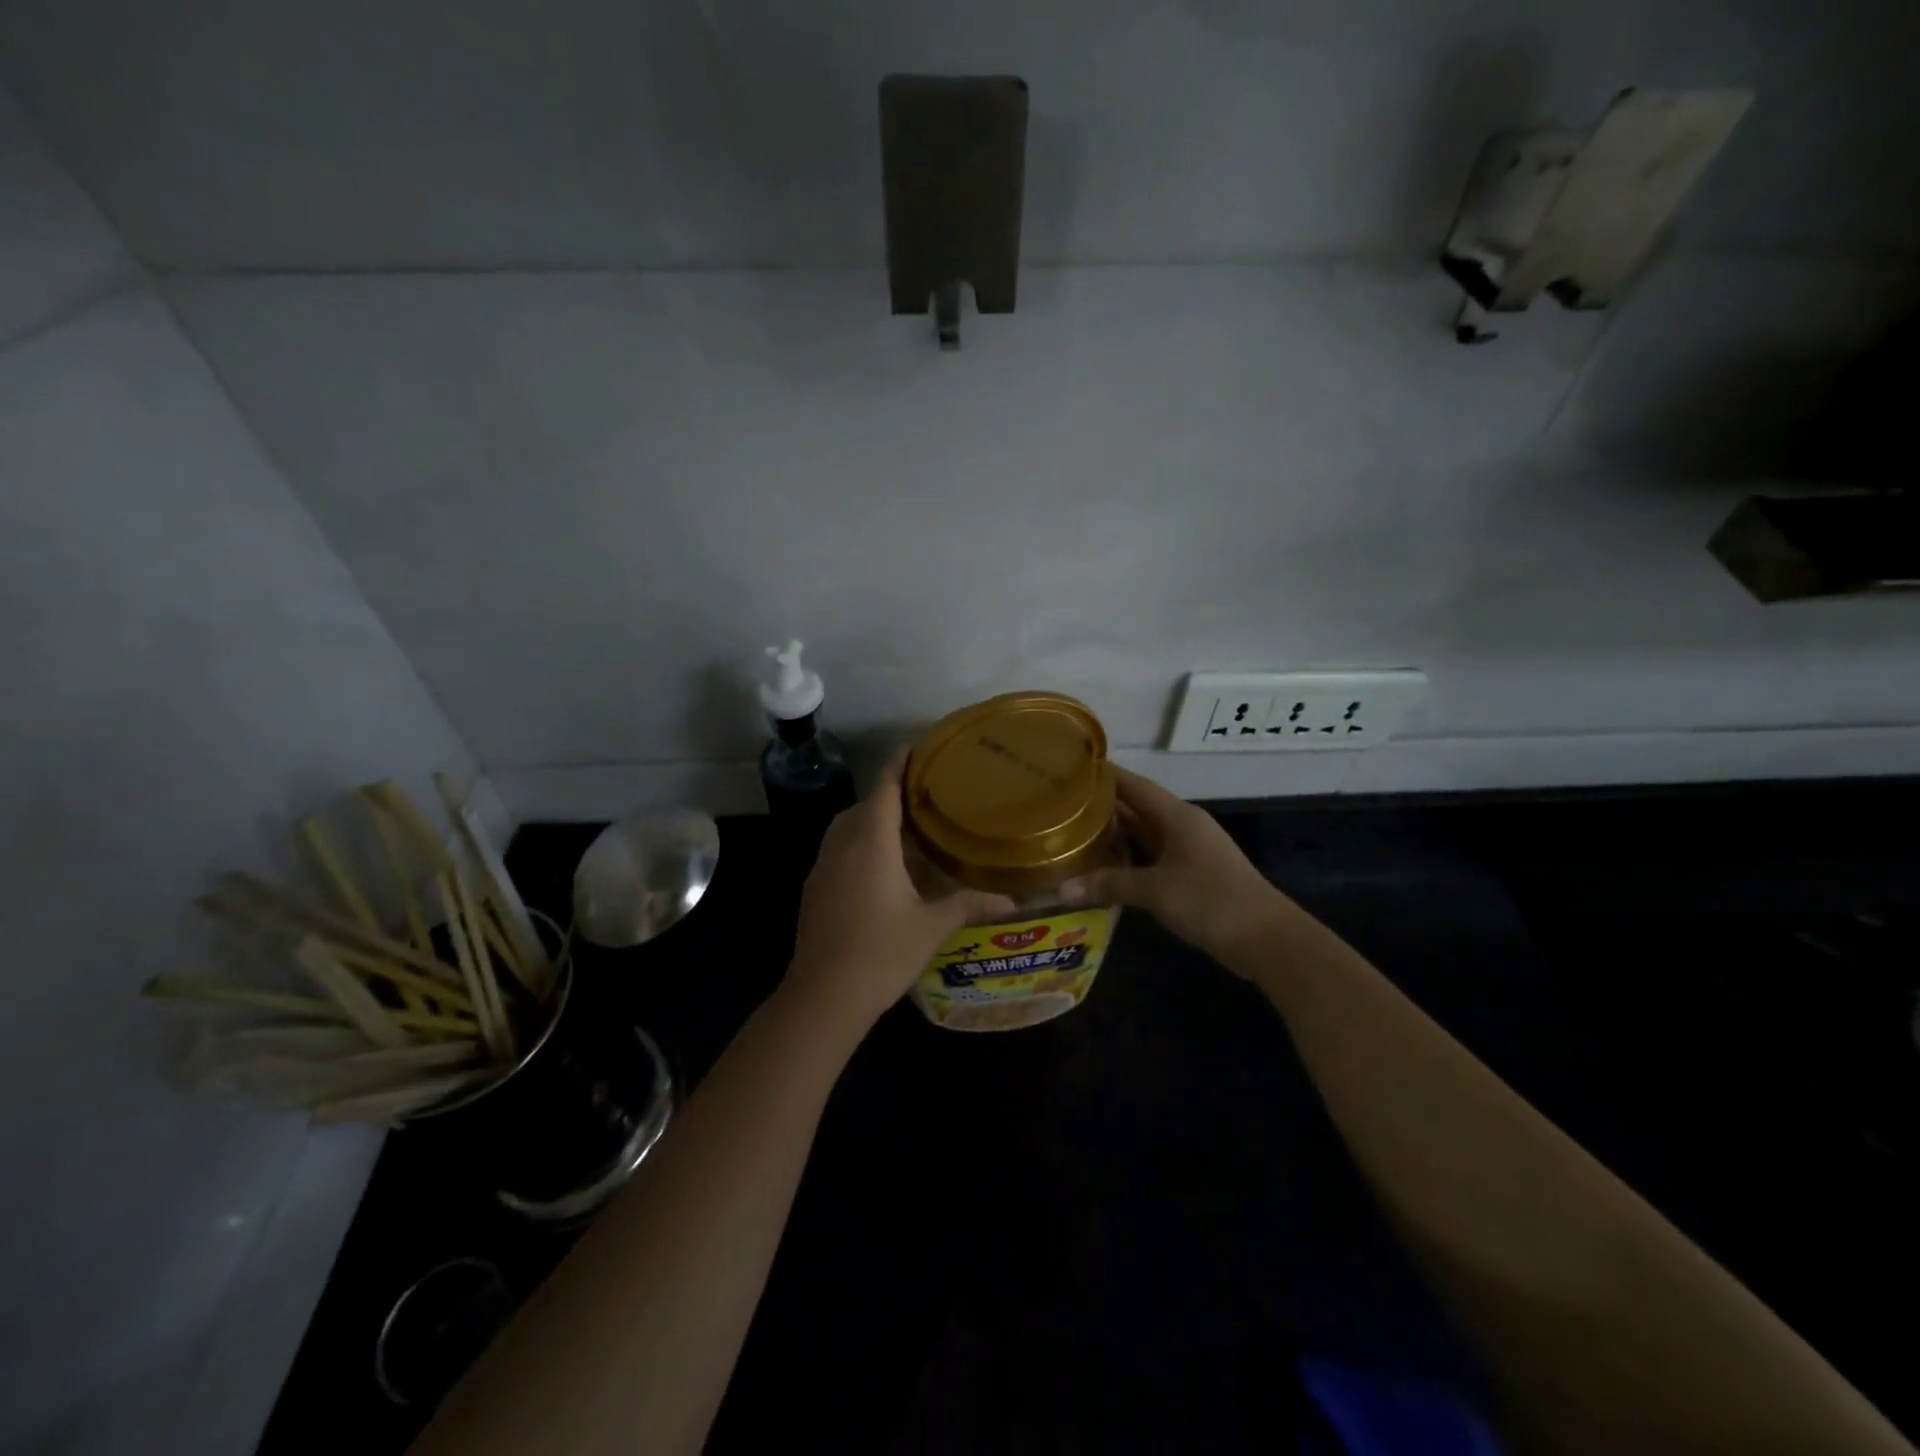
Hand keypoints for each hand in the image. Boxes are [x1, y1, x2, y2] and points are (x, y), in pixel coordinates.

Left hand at [782, 751, 1014, 1035]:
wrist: (823, 996)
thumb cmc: (881, 953)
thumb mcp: (931, 927)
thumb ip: (967, 905)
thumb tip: (1010, 900)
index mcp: (871, 844)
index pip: (883, 789)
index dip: (897, 765)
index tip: (913, 747)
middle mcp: (842, 846)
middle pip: (863, 805)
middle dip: (887, 794)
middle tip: (920, 796)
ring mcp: (822, 867)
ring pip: (845, 827)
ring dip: (869, 819)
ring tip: (901, 829)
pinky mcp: (813, 888)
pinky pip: (836, 850)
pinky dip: (856, 843)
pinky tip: (877, 867)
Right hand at [1061, 766, 1289, 969]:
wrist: (1266, 938)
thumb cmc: (1211, 900)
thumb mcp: (1155, 890)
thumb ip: (1108, 885)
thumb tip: (1061, 889)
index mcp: (1177, 815)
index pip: (1132, 784)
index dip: (1103, 775)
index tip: (1068, 768)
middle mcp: (1182, 825)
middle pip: (1136, 807)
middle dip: (1100, 806)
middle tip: (1059, 804)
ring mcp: (1188, 850)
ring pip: (1143, 833)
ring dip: (1113, 834)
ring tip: (1071, 831)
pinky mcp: (1190, 873)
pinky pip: (1151, 856)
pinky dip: (1127, 857)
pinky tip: (1102, 865)